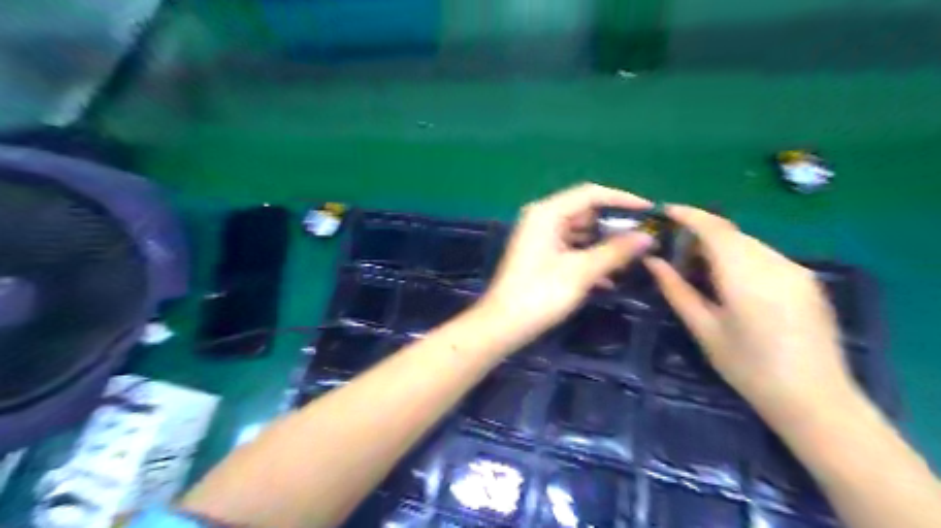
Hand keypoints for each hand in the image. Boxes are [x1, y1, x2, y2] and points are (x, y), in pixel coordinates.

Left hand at [482, 183, 652, 345]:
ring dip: (604, 245)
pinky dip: (589, 259)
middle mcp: (542, 219)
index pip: (590, 194)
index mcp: (547, 213)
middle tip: (644, 238)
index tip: (649, 211)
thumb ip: (615, 251)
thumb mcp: (582, 271)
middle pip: (585, 212)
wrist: (503, 325)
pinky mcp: (541, 257)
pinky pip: (571, 249)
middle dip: (614, 226)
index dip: (622, 199)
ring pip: (580, 233)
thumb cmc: (540, 294)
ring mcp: (541, 238)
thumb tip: (648, 236)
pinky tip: (610, 278)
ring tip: (633, 258)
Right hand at [644, 203, 857, 425]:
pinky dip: (741, 257)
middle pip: (732, 233)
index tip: (664, 211)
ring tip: (699, 267)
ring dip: (721, 245)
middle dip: (701, 232)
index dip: (688, 215)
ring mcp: (796, 270)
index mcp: (745, 275)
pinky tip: (731, 281)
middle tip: (675, 249)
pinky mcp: (807, 280)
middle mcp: (774, 263)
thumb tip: (653, 261)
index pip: (714, 228)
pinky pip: (765, 255)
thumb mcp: (704, 329)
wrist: (815, 399)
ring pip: (749, 243)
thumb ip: (676, 290)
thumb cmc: (748, 367)